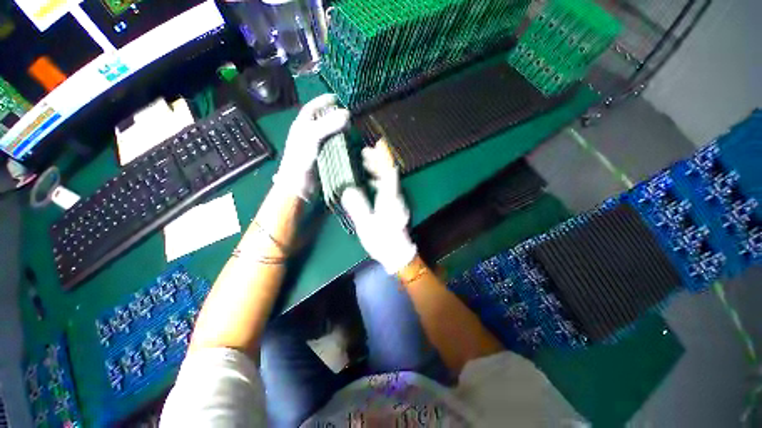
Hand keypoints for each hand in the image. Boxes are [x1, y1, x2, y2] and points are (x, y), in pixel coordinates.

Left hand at [272, 94, 349, 198]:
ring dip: (339, 130)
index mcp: (302, 126)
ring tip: (350, 129)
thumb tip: (347, 113)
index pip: (312, 108)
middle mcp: (308, 134)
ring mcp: (316, 147)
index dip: (322, 101)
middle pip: (322, 121)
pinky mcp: (323, 158)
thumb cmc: (301, 157)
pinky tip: (348, 143)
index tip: (336, 98)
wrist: (299, 184)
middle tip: (348, 117)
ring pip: (329, 134)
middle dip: (334, 116)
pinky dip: (341, 143)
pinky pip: (333, 146)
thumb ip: (328, 124)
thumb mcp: (313, 136)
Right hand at [341, 141, 417, 273]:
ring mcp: (396, 201)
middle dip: (378, 161)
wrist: (397, 254)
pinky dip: (377, 181)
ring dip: (377, 170)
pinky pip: (387, 188)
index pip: (389, 172)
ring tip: (363, 164)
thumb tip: (348, 189)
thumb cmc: (383, 240)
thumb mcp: (367, 225)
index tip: (376, 145)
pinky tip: (367, 183)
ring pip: (388, 180)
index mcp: (390, 198)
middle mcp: (396, 196)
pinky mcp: (394, 207)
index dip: (383, 158)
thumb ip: (358, 206)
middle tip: (363, 153)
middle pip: (389, 173)